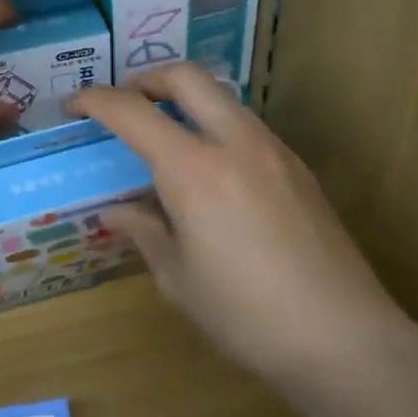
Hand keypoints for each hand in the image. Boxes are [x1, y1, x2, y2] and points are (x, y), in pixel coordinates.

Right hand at [69, 64, 409, 385]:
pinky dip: (214, 128)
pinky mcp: (299, 170)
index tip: (73, 108)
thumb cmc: (245, 315)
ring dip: (185, 102)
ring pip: (221, 98)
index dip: (94, 101)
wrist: (344, 340)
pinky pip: (245, 127)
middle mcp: (235, 143)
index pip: (131, 111)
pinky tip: (209, 174)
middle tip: (124, 104)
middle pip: (186, 76)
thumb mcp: (177, 278)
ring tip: (164, 139)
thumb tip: (116, 212)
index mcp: (193, 169)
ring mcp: (274, 151)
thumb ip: (143, 232)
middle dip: (146, 79)